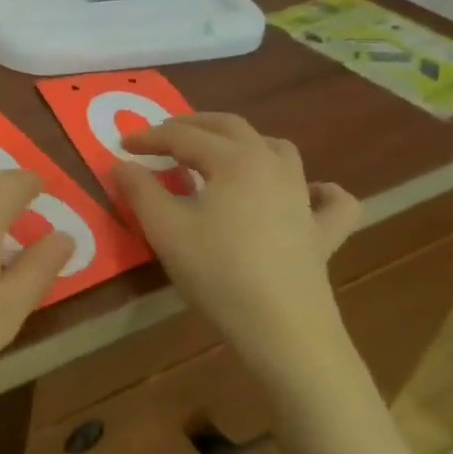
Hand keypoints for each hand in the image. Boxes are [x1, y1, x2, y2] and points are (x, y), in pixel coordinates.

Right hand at [113, 114, 361, 393]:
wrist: (282, 328)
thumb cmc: (217, 271)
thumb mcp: (165, 228)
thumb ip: (139, 189)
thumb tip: (122, 163)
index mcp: (234, 159)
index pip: (183, 136)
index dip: (149, 137)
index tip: (121, 144)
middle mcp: (273, 165)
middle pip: (231, 127)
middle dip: (193, 125)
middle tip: (163, 135)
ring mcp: (304, 198)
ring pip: (279, 150)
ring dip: (246, 143)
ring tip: (222, 155)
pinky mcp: (324, 232)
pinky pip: (330, 200)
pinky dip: (318, 190)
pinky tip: (307, 195)